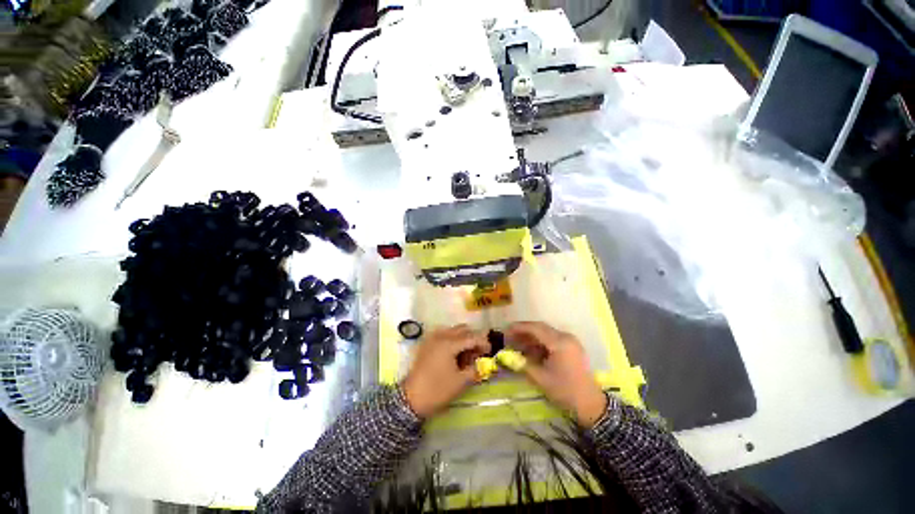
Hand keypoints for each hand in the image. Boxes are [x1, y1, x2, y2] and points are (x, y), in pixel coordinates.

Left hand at [402, 325, 489, 418]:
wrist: (411, 398)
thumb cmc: (437, 390)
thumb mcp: (460, 382)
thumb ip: (474, 369)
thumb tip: (483, 365)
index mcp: (449, 344)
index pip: (471, 337)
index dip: (483, 342)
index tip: (490, 350)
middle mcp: (440, 336)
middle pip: (462, 330)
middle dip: (472, 338)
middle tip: (478, 352)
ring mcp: (432, 338)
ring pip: (452, 330)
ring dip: (462, 338)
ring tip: (465, 354)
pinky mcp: (426, 344)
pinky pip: (442, 334)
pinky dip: (451, 339)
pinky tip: (453, 353)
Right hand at [506, 322, 607, 427]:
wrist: (591, 405)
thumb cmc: (565, 391)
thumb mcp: (540, 378)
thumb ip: (522, 364)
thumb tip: (505, 356)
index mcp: (559, 342)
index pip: (535, 328)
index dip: (519, 327)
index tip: (505, 329)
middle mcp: (566, 337)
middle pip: (540, 328)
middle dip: (524, 331)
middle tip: (509, 337)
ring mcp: (570, 341)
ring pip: (546, 333)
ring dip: (531, 337)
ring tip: (517, 345)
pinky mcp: (571, 348)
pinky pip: (552, 340)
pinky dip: (540, 343)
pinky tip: (530, 351)